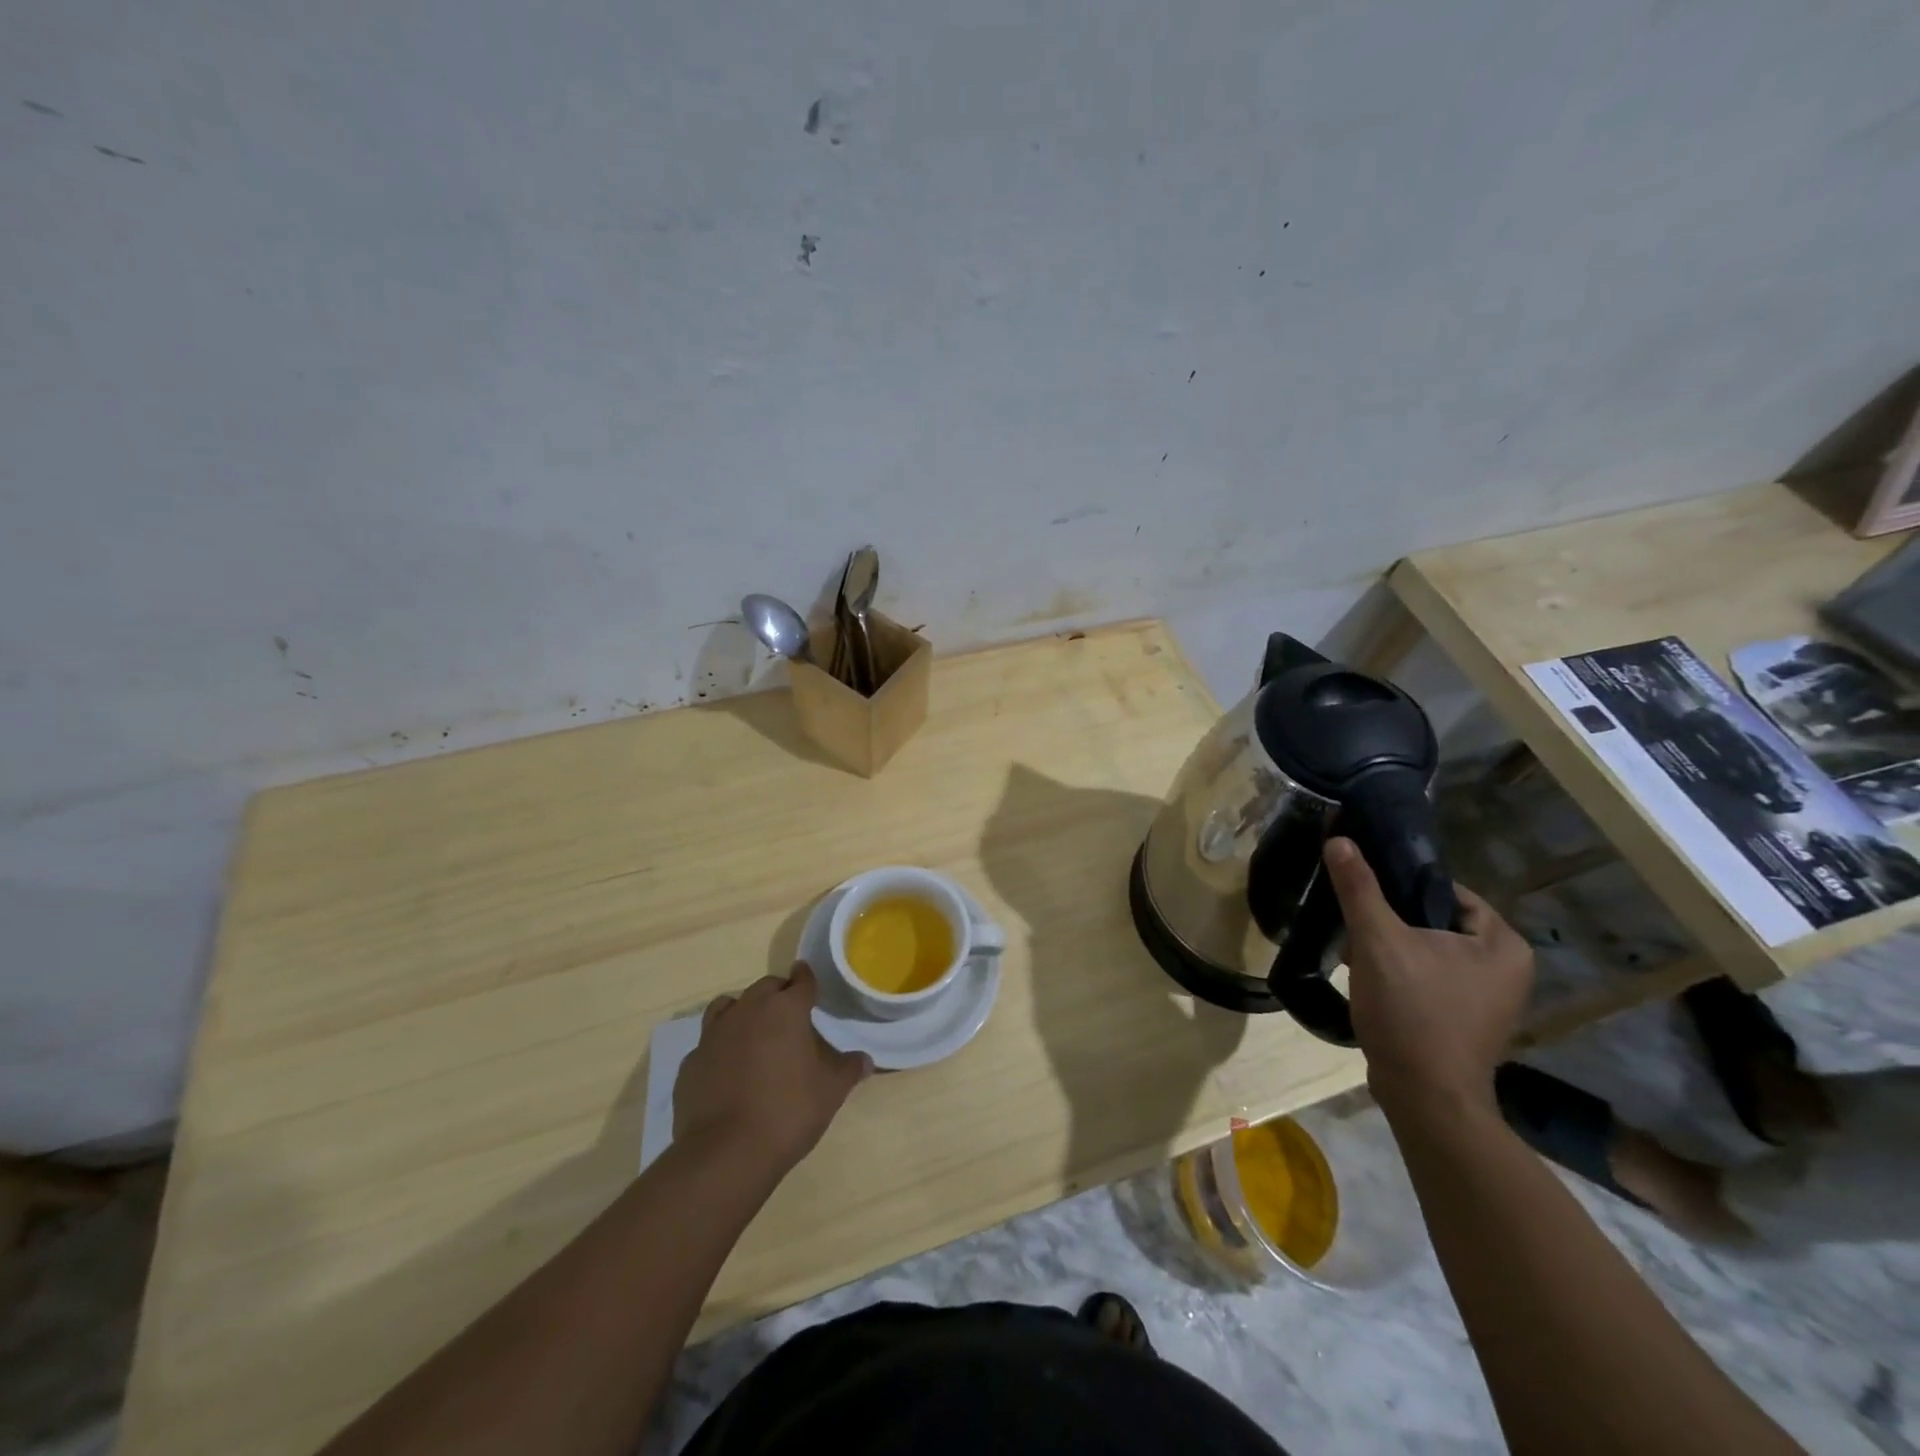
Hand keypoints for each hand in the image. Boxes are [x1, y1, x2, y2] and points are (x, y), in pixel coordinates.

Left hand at [674, 963, 871, 1178]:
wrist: (725, 1153)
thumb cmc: (788, 1112)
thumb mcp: (830, 1092)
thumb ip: (848, 1069)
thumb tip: (865, 1060)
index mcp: (786, 1010)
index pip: (801, 981)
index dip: (807, 979)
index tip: (809, 981)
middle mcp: (748, 1010)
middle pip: (765, 987)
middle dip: (778, 994)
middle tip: (789, 1014)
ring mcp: (714, 1034)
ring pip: (729, 1005)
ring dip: (744, 1010)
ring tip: (754, 1031)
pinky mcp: (691, 1061)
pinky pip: (708, 1041)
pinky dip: (720, 1045)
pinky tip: (727, 1068)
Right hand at [1322, 837, 1532, 1115]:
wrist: (1424, 1097)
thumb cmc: (1412, 1012)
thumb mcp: (1378, 941)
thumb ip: (1360, 888)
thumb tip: (1339, 840)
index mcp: (1502, 943)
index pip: (1446, 891)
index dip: (1402, 887)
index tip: (1364, 893)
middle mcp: (1508, 968)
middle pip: (1435, 921)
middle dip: (1393, 921)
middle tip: (1356, 924)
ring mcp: (1489, 999)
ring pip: (1429, 951)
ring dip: (1394, 948)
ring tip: (1358, 951)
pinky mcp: (1467, 1021)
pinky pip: (1431, 978)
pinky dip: (1403, 974)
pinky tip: (1372, 980)